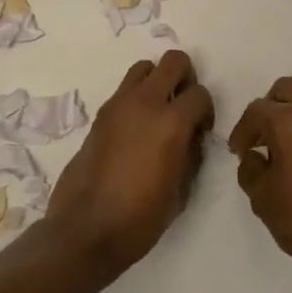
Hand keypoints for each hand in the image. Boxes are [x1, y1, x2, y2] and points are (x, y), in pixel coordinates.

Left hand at [47, 51, 213, 273]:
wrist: (85, 231)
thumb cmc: (139, 219)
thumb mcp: (180, 192)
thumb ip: (191, 154)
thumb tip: (191, 137)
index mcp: (171, 123)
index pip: (200, 94)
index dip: (206, 111)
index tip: (201, 131)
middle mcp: (145, 103)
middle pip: (173, 61)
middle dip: (185, 78)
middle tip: (182, 106)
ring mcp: (118, 105)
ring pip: (144, 68)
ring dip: (156, 82)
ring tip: (157, 112)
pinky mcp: (99, 115)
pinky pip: (124, 90)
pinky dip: (135, 98)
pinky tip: (135, 130)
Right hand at [229, 77, 291, 278]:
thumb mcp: (261, 198)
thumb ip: (250, 168)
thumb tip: (254, 155)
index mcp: (288, 121)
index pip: (256, 111)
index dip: (242, 131)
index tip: (238, 151)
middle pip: (285, 90)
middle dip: (269, 109)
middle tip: (262, 139)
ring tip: (288, 144)